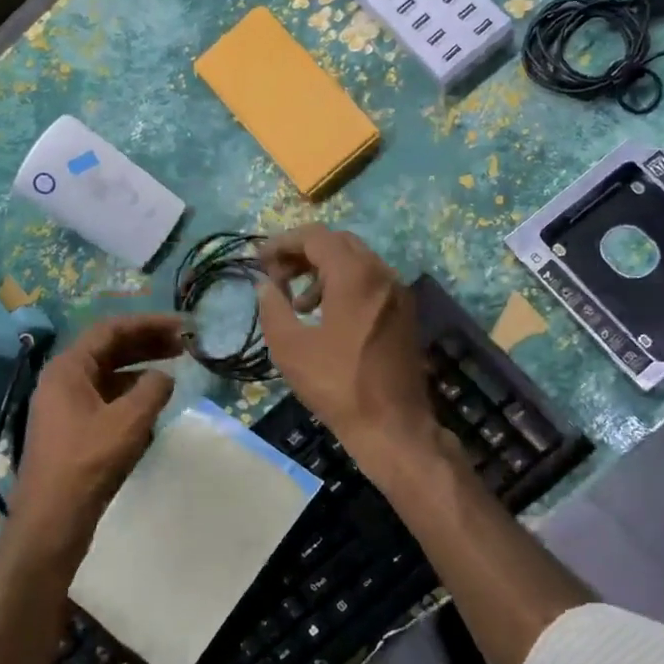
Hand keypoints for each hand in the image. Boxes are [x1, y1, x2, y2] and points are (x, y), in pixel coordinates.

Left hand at [9, 313, 184, 550]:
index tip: (182, 327)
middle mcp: (62, 380)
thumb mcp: (129, 421)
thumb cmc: (88, 462)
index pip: (111, 330)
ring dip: (140, 370)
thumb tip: (164, 377)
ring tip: (174, 371)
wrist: (53, 518)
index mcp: (68, 368)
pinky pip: (105, 399)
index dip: (148, 324)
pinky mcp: (72, 429)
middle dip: (147, 344)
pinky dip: (130, 395)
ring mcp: (65, 406)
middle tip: (184, 345)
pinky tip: (153, 405)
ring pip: (108, 376)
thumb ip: (152, 390)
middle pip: (108, 350)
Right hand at [256, 226, 443, 477]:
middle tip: (276, 275)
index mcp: (356, 276)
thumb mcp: (290, 348)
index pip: (316, 237)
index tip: (259, 260)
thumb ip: (273, 308)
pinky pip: (370, 283)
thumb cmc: (338, 385)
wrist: (393, 425)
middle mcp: (382, 275)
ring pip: (356, 262)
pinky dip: (344, 286)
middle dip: (304, 253)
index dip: (283, 243)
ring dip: (323, 271)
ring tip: (297, 302)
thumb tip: (266, 286)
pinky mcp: (404, 314)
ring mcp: (398, 294)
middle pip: (339, 243)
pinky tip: (325, 317)